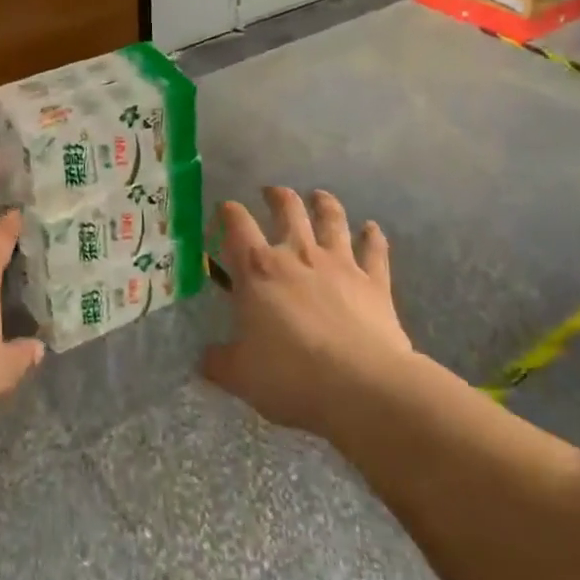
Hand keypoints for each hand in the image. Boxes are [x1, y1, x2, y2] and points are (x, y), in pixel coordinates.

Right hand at [202, 187, 415, 438]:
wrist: (362, 386)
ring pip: (331, 220)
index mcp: (258, 270)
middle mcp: (297, 254)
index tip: (225, 209)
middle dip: (277, 196)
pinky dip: (373, 237)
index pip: (237, 226)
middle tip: (271, 193)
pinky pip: (374, 251)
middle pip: (287, 209)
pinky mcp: (374, 282)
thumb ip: (220, 362)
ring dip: (324, 204)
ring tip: (319, 196)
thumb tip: (204, 359)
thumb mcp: (242, 376)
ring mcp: (339, 264)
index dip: (229, 212)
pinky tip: (372, 228)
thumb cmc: (292, 376)